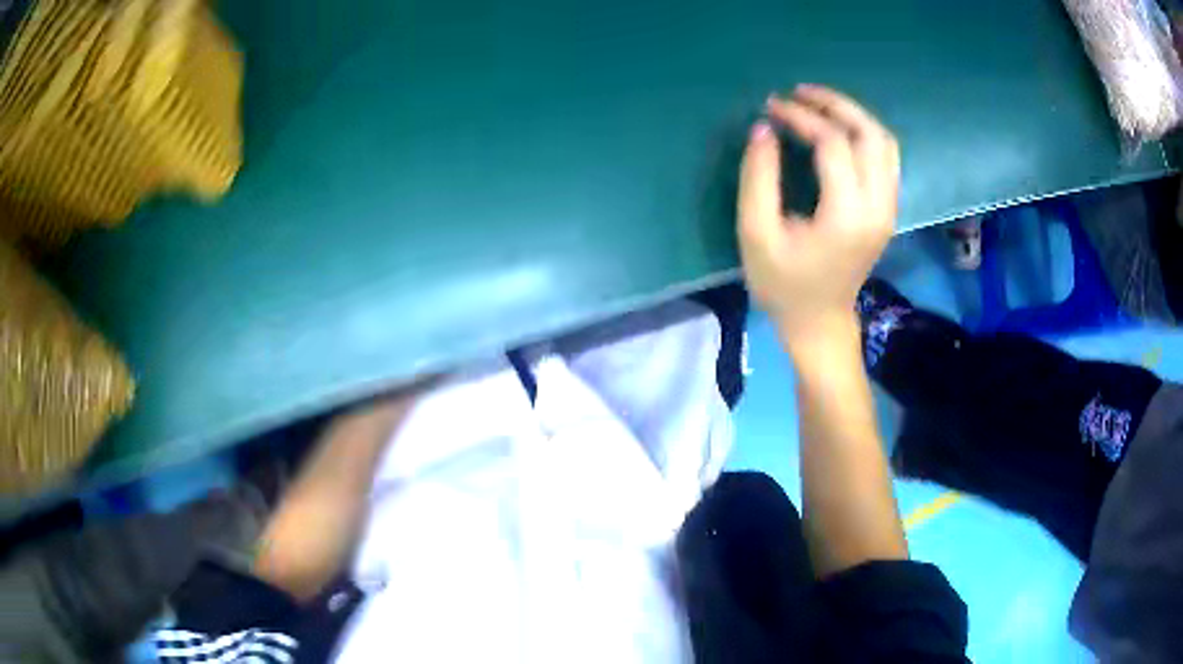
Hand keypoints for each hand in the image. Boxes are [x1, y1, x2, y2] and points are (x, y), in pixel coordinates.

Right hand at [738, 84, 899, 348]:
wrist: (820, 323)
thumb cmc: (783, 284)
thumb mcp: (756, 234)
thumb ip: (758, 178)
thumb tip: (764, 128)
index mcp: (846, 215)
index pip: (833, 144)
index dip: (802, 117)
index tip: (772, 106)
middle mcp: (878, 207)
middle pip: (869, 134)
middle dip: (834, 104)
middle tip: (799, 93)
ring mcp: (888, 208)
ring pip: (884, 142)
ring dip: (853, 115)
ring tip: (818, 105)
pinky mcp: (887, 210)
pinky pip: (886, 158)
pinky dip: (864, 134)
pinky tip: (839, 130)